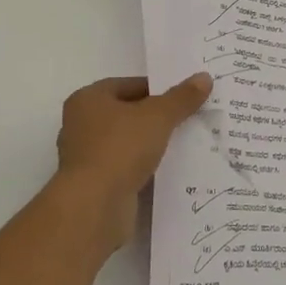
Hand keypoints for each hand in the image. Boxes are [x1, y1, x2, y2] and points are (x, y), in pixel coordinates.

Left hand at [52, 73, 211, 254]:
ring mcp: (85, 157)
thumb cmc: (120, 148)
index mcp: (88, 99)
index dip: (158, 89)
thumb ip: (182, 98)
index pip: (129, 85)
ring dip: (150, 144)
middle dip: (156, 117)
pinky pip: (124, 167)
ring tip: (183, 144)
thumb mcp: (158, 116)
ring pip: (126, 142)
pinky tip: (166, 170)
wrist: (94, 207)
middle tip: (188, 118)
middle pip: (127, 113)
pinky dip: (143, 167)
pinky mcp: (93, 184)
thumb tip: (204, 77)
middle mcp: (80, 124)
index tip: (184, 98)